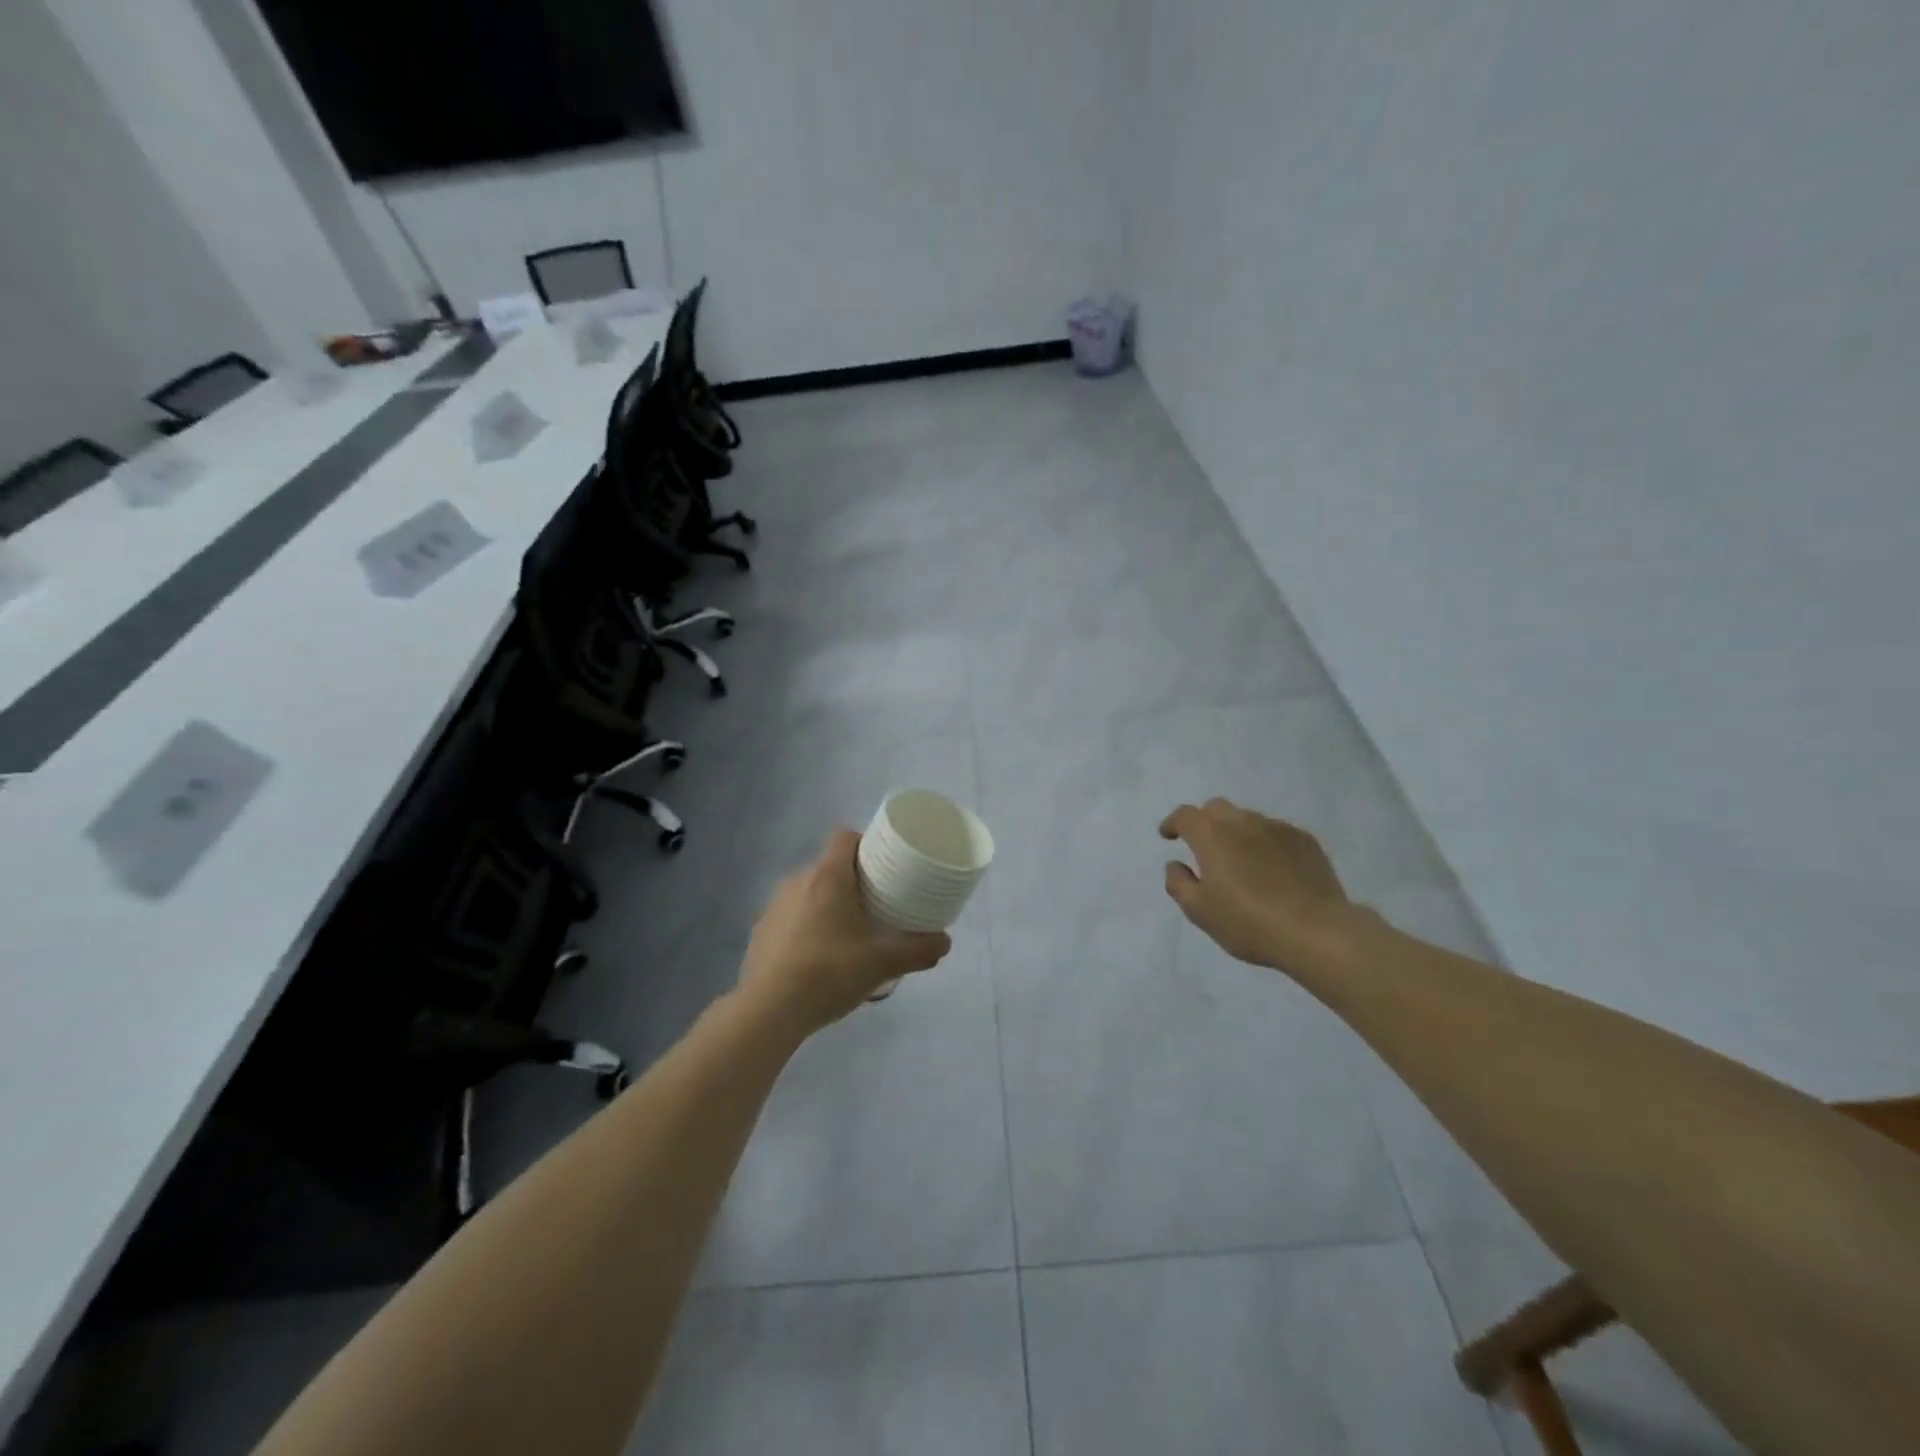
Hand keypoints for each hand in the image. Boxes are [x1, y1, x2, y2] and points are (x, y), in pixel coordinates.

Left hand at [740, 828, 951, 1035]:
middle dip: (854, 880)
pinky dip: (807, 928)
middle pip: (830, 866)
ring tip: (850, 934)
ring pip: (809, 892)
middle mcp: (797, 881)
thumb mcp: (883, 962)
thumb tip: (944, 941)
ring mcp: (774, 907)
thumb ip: (919, 950)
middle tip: (877, 904)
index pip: (845, 837)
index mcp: (827, 876)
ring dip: (828, 905)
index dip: (867, 844)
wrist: (768, 1011)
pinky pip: (791, 918)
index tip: (886, 865)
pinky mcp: (761, 933)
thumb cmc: (829, 972)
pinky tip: (819, 958)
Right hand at [1159, 799, 1353, 971]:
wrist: (1317, 932)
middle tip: (1204, 848)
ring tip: (1242, 863)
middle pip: (1216, 808)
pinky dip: (1265, 844)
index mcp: (1212, 836)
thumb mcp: (1199, 911)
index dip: (1173, 823)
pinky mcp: (1306, 841)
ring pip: (1248, 819)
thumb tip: (1175, 864)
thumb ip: (1178, 883)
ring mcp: (1278, 828)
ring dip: (1237, 833)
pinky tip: (1273, 870)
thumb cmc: (1249, 923)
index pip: (1185, 815)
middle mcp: (1243, 822)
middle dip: (1205, 822)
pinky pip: (1276, 833)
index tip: (1168, 836)